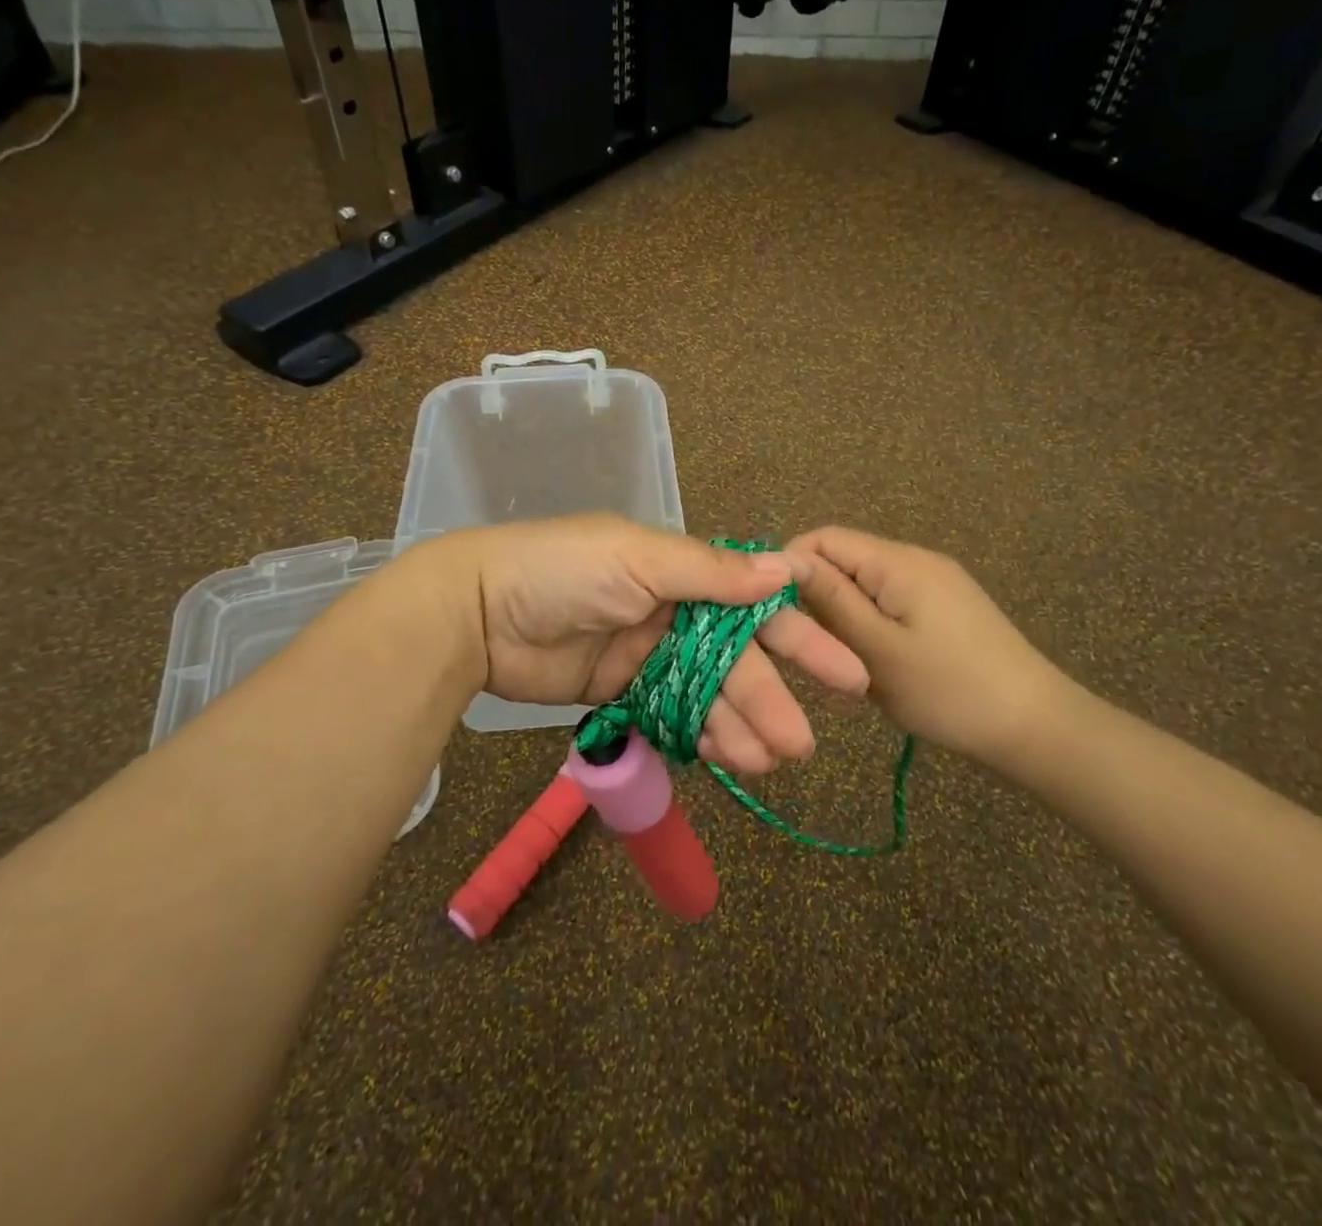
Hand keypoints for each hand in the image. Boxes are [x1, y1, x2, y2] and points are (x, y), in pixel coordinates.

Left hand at [425, 516, 868, 774]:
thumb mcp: (636, 558)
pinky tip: (724, 759)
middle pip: (735, 661)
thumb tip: (787, 567)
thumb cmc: (561, 570)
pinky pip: (672, 716)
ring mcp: (646, 655)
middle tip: (800, 745)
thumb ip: (710, 572)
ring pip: (707, 695)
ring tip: (766, 763)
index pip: (754, 606)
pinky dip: (698, 736)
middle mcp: (671, 612)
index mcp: (681, 573)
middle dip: (769, 699)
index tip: (846, 673)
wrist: (475, 612)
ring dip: (738, 726)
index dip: (800, 638)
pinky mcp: (620, 692)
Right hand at [786, 526, 1079, 768]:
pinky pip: (889, 600)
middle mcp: (915, 559)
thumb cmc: (948, 690)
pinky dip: (870, 624)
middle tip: (812, 646)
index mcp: (897, 562)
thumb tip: (783, 559)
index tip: (774, 613)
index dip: (790, 568)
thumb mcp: (876, 648)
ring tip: (843, 659)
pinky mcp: (945, 605)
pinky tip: (874, 661)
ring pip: (864, 583)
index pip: (823, 538)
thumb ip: (829, 599)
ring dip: (844, 615)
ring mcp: (934, 581)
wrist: (1035, 726)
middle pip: (844, 558)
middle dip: (818, 596)